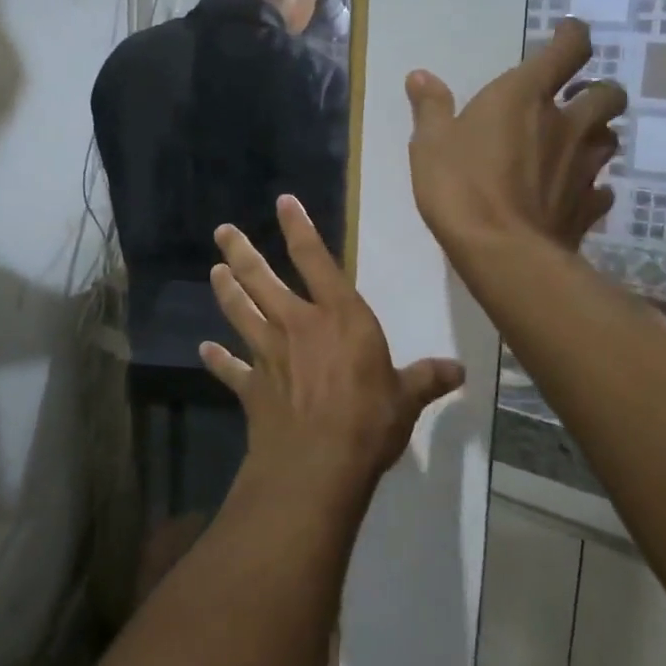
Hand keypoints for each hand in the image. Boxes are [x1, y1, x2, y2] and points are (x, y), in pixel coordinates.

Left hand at [198, 196, 464, 496]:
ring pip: (240, 312)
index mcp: (339, 317)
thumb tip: (460, 370)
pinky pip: (230, 369)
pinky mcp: (252, 386)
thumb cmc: (368, 422)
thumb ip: (427, 378)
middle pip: (261, 279)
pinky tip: (205, 350)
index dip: (299, 228)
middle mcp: (297, 325)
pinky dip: (218, 359)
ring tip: (215, 272)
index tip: (283, 202)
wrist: (318, 464)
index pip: (316, 260)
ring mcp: (269, 354)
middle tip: (222, 232)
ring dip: (226, 291)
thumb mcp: (406, 399)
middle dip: (240, 252)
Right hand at [404, 18, 625, 252]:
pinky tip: (575, 193)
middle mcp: (565, 124)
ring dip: (596, 135)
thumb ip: (431, 107)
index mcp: (525, 96)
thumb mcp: (430, 143)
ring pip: (610, 139)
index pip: (569, 50)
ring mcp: (583, 166)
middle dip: (596, 92)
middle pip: (608, 95)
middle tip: (573, 100)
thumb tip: (420, 76)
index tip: (568, 33)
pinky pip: (602, 188)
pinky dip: (592, 186)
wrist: (500, 251)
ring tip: (573, 144)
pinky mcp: (588, 206)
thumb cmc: (460, 186)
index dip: (573, 36)